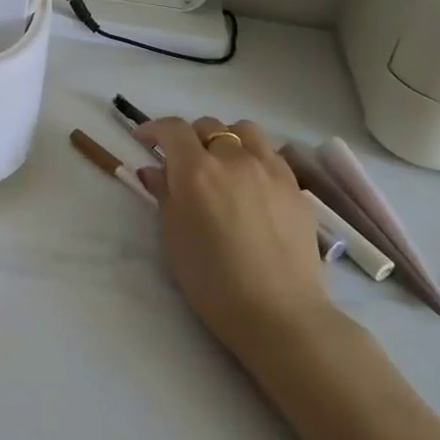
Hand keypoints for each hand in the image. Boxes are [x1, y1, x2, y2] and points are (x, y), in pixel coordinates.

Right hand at [135, 116, 335, 371]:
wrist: (278, 313)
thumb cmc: (211, 280)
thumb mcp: (172, 236)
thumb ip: (164, 194)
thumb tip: (156, 170)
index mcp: (196, 170)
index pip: (172, 129)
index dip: (154, 128)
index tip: (144, 139)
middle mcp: (233, 159)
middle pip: (208, 126)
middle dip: (189, 137)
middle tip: (182, 162)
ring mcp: (270, 170)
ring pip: (245, 131)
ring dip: (227, 139)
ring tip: (222, 163)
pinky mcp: (295, 188)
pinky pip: (271, 154)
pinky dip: (255, 157)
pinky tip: (252, 183)